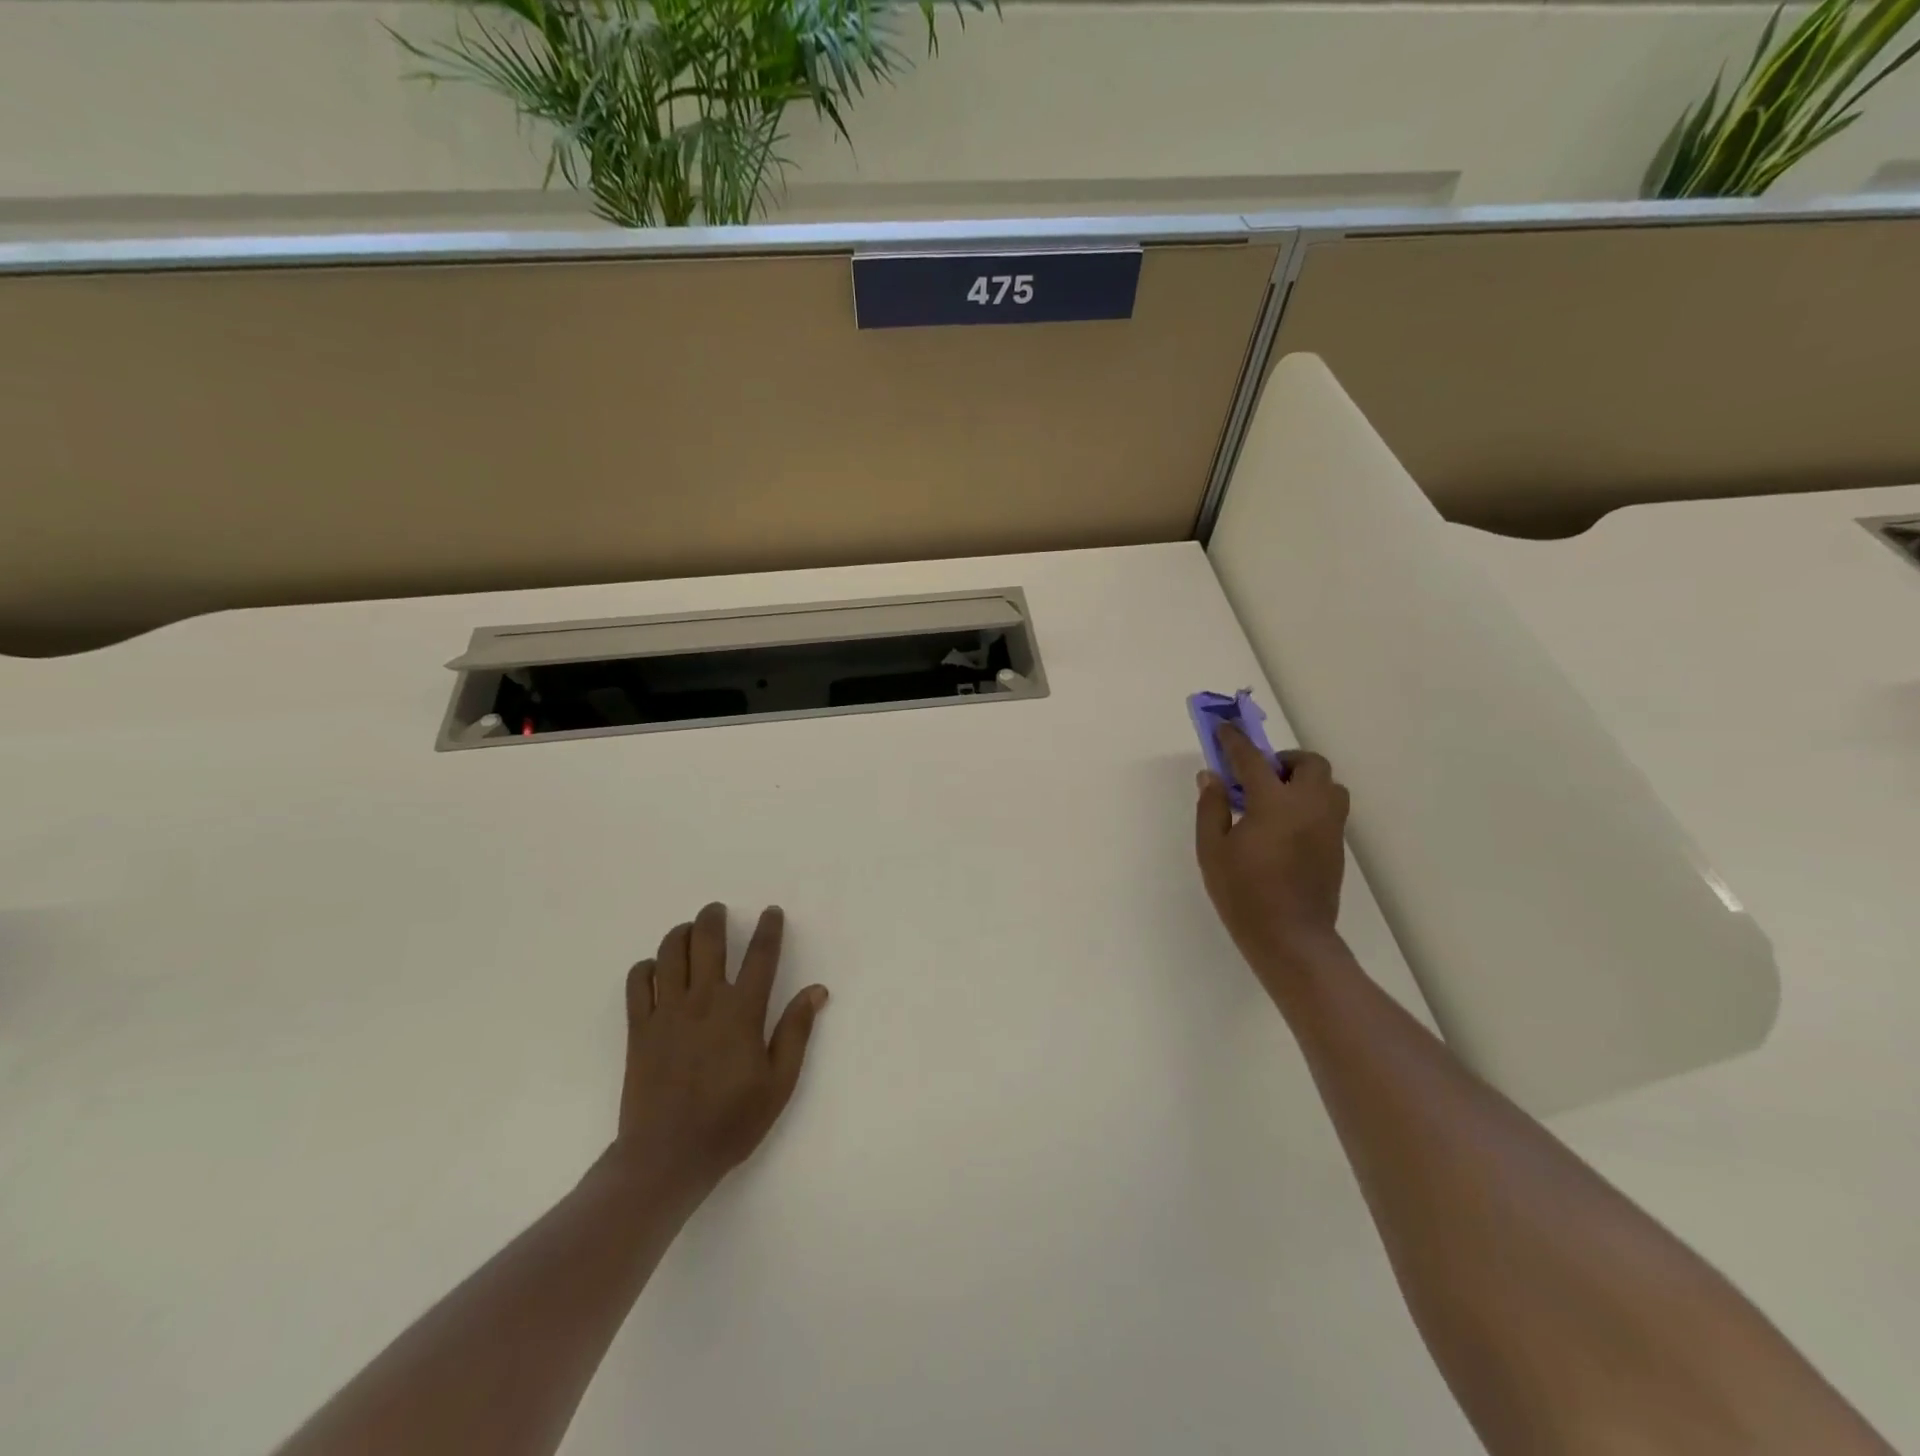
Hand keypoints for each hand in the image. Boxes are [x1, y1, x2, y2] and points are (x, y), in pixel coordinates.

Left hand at [611, 903, 827, 1205]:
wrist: (667, 1158)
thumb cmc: (731, 1122)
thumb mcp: (778, 1083)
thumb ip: (796, 1031)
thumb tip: (816, 990)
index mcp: (742, 1012)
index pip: (761, 956)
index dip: (768, 929)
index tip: (772, 912)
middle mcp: (704, 1001)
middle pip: (708, 941)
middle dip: (714, 918)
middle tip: (718, 910)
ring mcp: (667, 1013)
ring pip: (670, 953)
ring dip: (681, 933)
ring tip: (689, 930)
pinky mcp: (639, 1029)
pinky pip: (638, 983)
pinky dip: (646, 967)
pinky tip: (655, 968)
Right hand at [1195, 726, 1351, 994]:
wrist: (1290, 937)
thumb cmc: (1243, 893)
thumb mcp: (1212, 849)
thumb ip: (1212, 807)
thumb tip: (1211, 776)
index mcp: (1275, 803)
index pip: (1252, 759)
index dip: (1235, 741)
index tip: (1224, 728)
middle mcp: (1309, 806)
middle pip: (1309, 763)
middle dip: (1283, 760)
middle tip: (1257, 776)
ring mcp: (1329, 826)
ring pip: (1328, 784)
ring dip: (1303, 780)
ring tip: (1275, 800)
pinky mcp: (1337, 846)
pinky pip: (1330, 807)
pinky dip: (1310, 802)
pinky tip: (1285, 825)